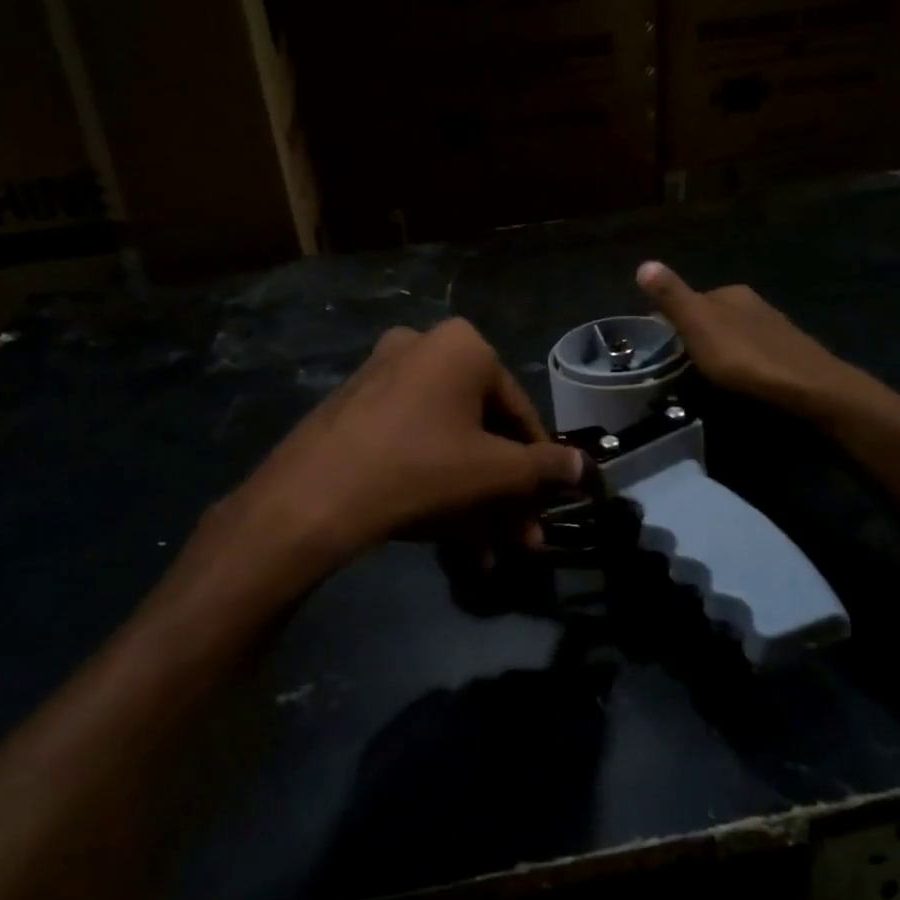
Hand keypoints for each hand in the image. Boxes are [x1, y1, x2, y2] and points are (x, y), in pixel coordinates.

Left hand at [221, 319, 585, 575]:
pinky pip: (411, 443)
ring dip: (472, 498)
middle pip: (481, 429)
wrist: (314, 497)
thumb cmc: (421, 468)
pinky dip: (434, 482)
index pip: (519, 410)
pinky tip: (446, 536)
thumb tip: (585, 467)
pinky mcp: (353, 407)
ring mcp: (381, 375)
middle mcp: (422, 347)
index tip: (547, 503)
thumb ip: (545, 467)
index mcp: (462, 346)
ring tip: (484, 553)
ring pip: (446, 442)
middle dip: (503, 491)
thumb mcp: (495, 471)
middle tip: (518, 538)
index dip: (539, 463)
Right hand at [636, 260, 866, 413]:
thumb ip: (672, 296)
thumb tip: (644, 262)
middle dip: (697, 335)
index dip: (672, 320)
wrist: (807, 388)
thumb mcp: (698, 324)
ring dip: (719, 350)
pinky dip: (740, 363)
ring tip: (705, 374)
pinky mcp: (789, 355)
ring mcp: (775, 329)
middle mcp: (754, 304)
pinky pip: (753, 354)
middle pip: (714, 316)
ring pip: (735, 335)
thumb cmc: (744, 356)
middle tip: (678, 363)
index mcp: (731, 293)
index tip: (659, 344)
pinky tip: (738, 380)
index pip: (692, 299)